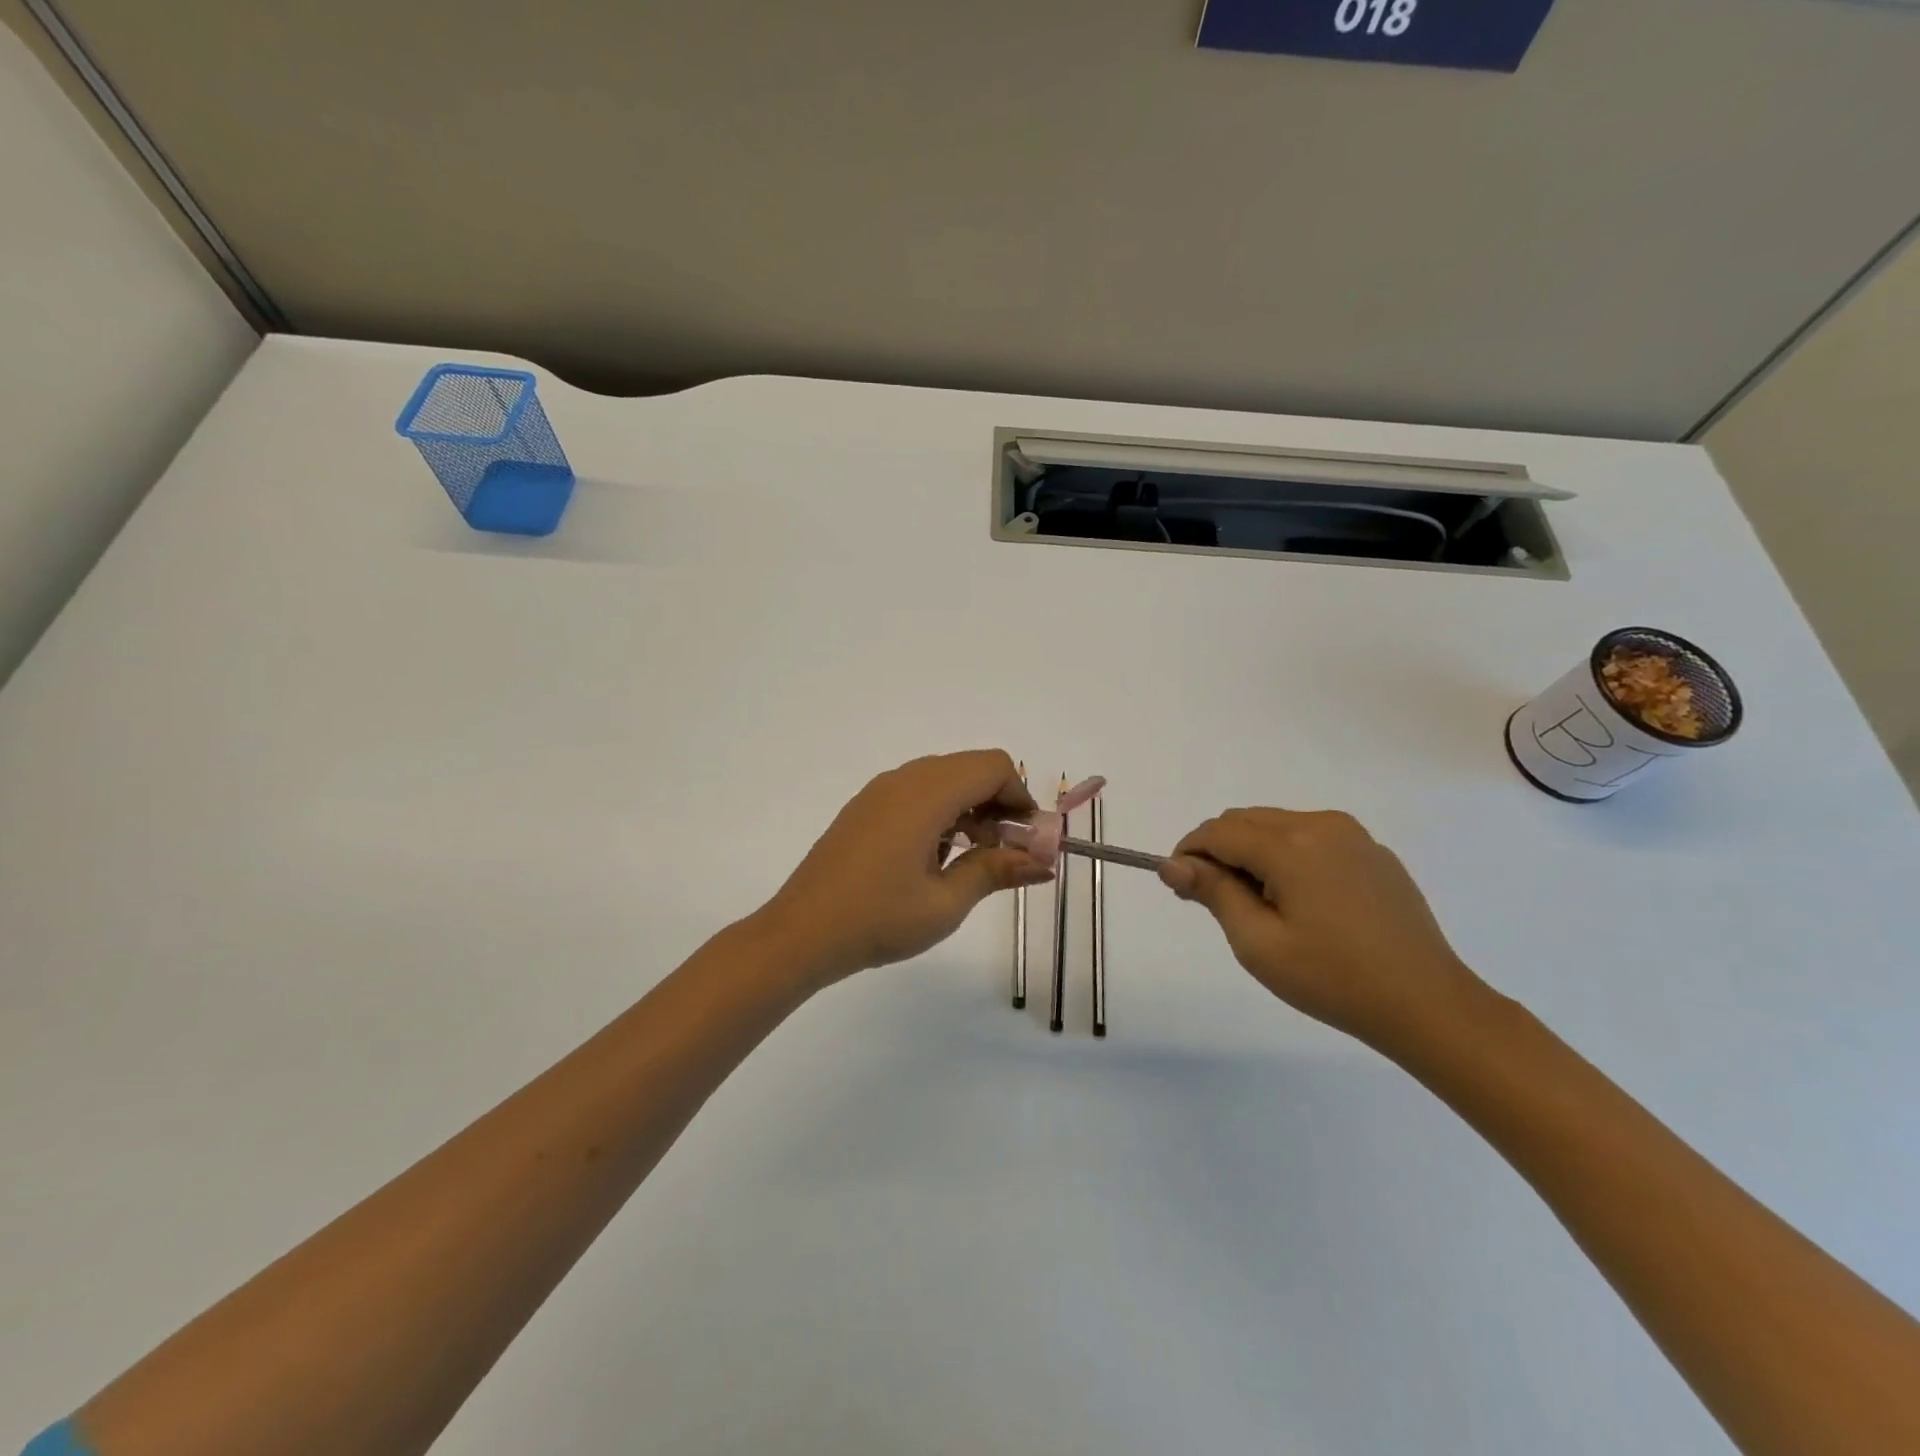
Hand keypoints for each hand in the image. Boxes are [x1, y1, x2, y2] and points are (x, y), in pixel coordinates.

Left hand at [755, 750, 1053, 984]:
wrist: (801, 933)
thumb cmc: (878, 919)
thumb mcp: (946, 903)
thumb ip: (996, 871)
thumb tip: (1044, 863)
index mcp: (926, 794)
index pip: (992, 767)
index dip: (1020, 796)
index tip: (1027, 840)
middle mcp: (903, 780)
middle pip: (969, 768)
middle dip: (998, 802)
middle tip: (1004, 852)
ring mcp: (879, 791)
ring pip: (943, 778)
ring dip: (970, 807)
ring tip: (970, 858)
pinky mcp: (865, 807)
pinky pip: (916, 791)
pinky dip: (941, 810)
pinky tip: (934, 857)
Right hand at [1159, 808, 1491, 1052]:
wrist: (1428, 1004)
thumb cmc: (1333, 979)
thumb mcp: (1258, 943)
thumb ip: (1213, 893)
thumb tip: (1171, 864)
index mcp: (1291, 845)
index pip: (1218, 832)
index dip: (1189, 853)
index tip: (1180, 887)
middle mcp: (1321, 824)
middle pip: (1246, 821)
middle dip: (1219, 852)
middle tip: (1215, 901)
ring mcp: (1353, 836)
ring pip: (1277, 826)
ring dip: (1252, 852)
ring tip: (1260, 906)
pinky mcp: (1373, 852)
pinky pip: (1312, 838)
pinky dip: (1287, 856)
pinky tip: (1301, 903)